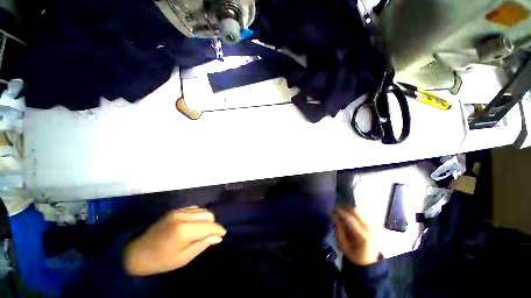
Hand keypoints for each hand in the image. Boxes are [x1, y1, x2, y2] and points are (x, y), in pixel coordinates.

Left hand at [124, 206, 226, 275]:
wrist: (137, 253)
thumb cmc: (162, 260)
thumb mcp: (184, 257)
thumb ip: (203, 244)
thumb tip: (219, 237)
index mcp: (185, 230)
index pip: (209, 226)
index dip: (219, 230)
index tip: (223, 235)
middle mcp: (183, 216)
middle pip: (208, 214)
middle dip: (212, 225)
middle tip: (209, 236)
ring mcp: (179, 211)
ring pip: (203, 210)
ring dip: (206, 219)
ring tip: (201, 230)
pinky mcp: (175, 210)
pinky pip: (194, 208)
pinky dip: (198, 215)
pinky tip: (194, 224)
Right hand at [333, 208, 378, 265]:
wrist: (369, 262)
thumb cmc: (354, 255)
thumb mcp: (344, 245)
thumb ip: (339, 230)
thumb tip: (334, 216)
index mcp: (363, 236)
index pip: (350, 219)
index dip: (341, 212)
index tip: (333, 210)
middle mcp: (370, 229)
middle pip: (356, 212)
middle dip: (345, 209)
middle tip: (337, 211)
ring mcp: (374, 227)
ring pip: (360, 211)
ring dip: (350, 211)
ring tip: (343, 214)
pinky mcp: (375, 225)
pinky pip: (364, 214)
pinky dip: (356, 213)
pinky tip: (351, 217)